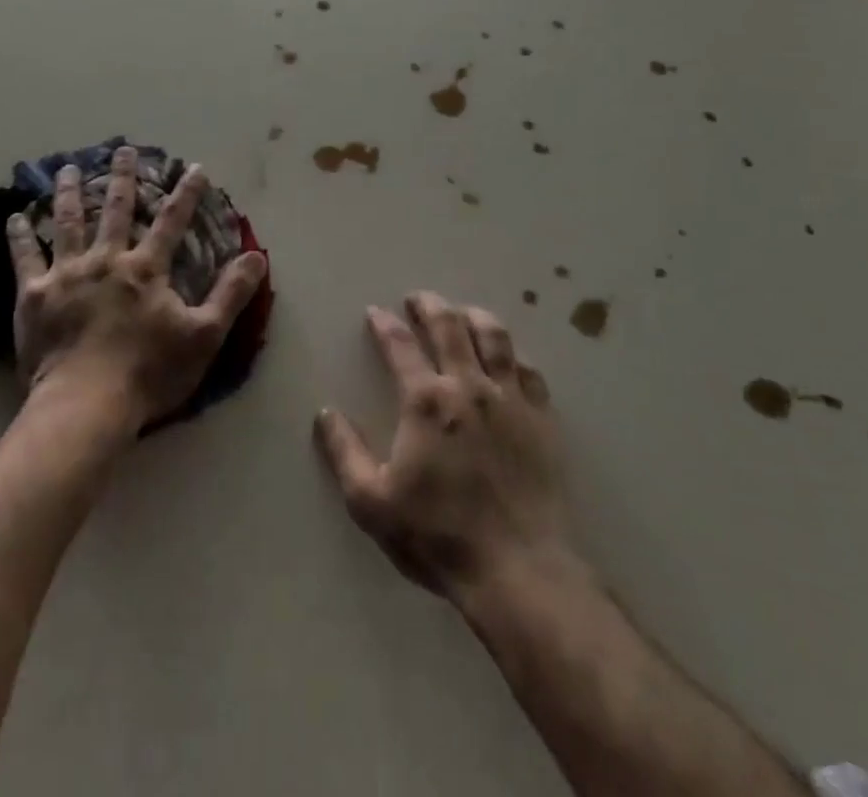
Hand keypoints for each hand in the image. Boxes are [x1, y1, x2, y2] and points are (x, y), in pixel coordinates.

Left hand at [7, 148, 266, 435]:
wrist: (84, 406)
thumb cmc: (148, 372)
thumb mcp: (204, 336)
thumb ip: (231, 294)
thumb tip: (257, 256)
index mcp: (146, 269)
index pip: (172, 221)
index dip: (186, 193)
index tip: (194, 167)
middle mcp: (106, 260)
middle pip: (116, 210)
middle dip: (123, 178)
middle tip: (122, 150)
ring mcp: (66, 274)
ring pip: (68, 222)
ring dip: (69, 193)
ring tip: (67, 168)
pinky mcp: (33, 295)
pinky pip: (24, 257)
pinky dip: (20, 235)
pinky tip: (14, 216)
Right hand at [314, 292, 576, 605]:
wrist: (519, 568)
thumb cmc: (439, 535)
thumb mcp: (372, 502)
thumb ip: (345, 452)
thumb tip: (326, 413)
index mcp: (426, 401)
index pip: (399, 346)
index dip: (384, 324)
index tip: (375, 312)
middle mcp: (468, 386)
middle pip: (449, 326)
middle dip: (429, 305)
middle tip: (418, 297)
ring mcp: (510, 399)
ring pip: (494, 337)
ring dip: (474, 316)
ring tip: (463, 312)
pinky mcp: (542, 418)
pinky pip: (528, 371)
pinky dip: (514, 355)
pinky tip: (509, 358)